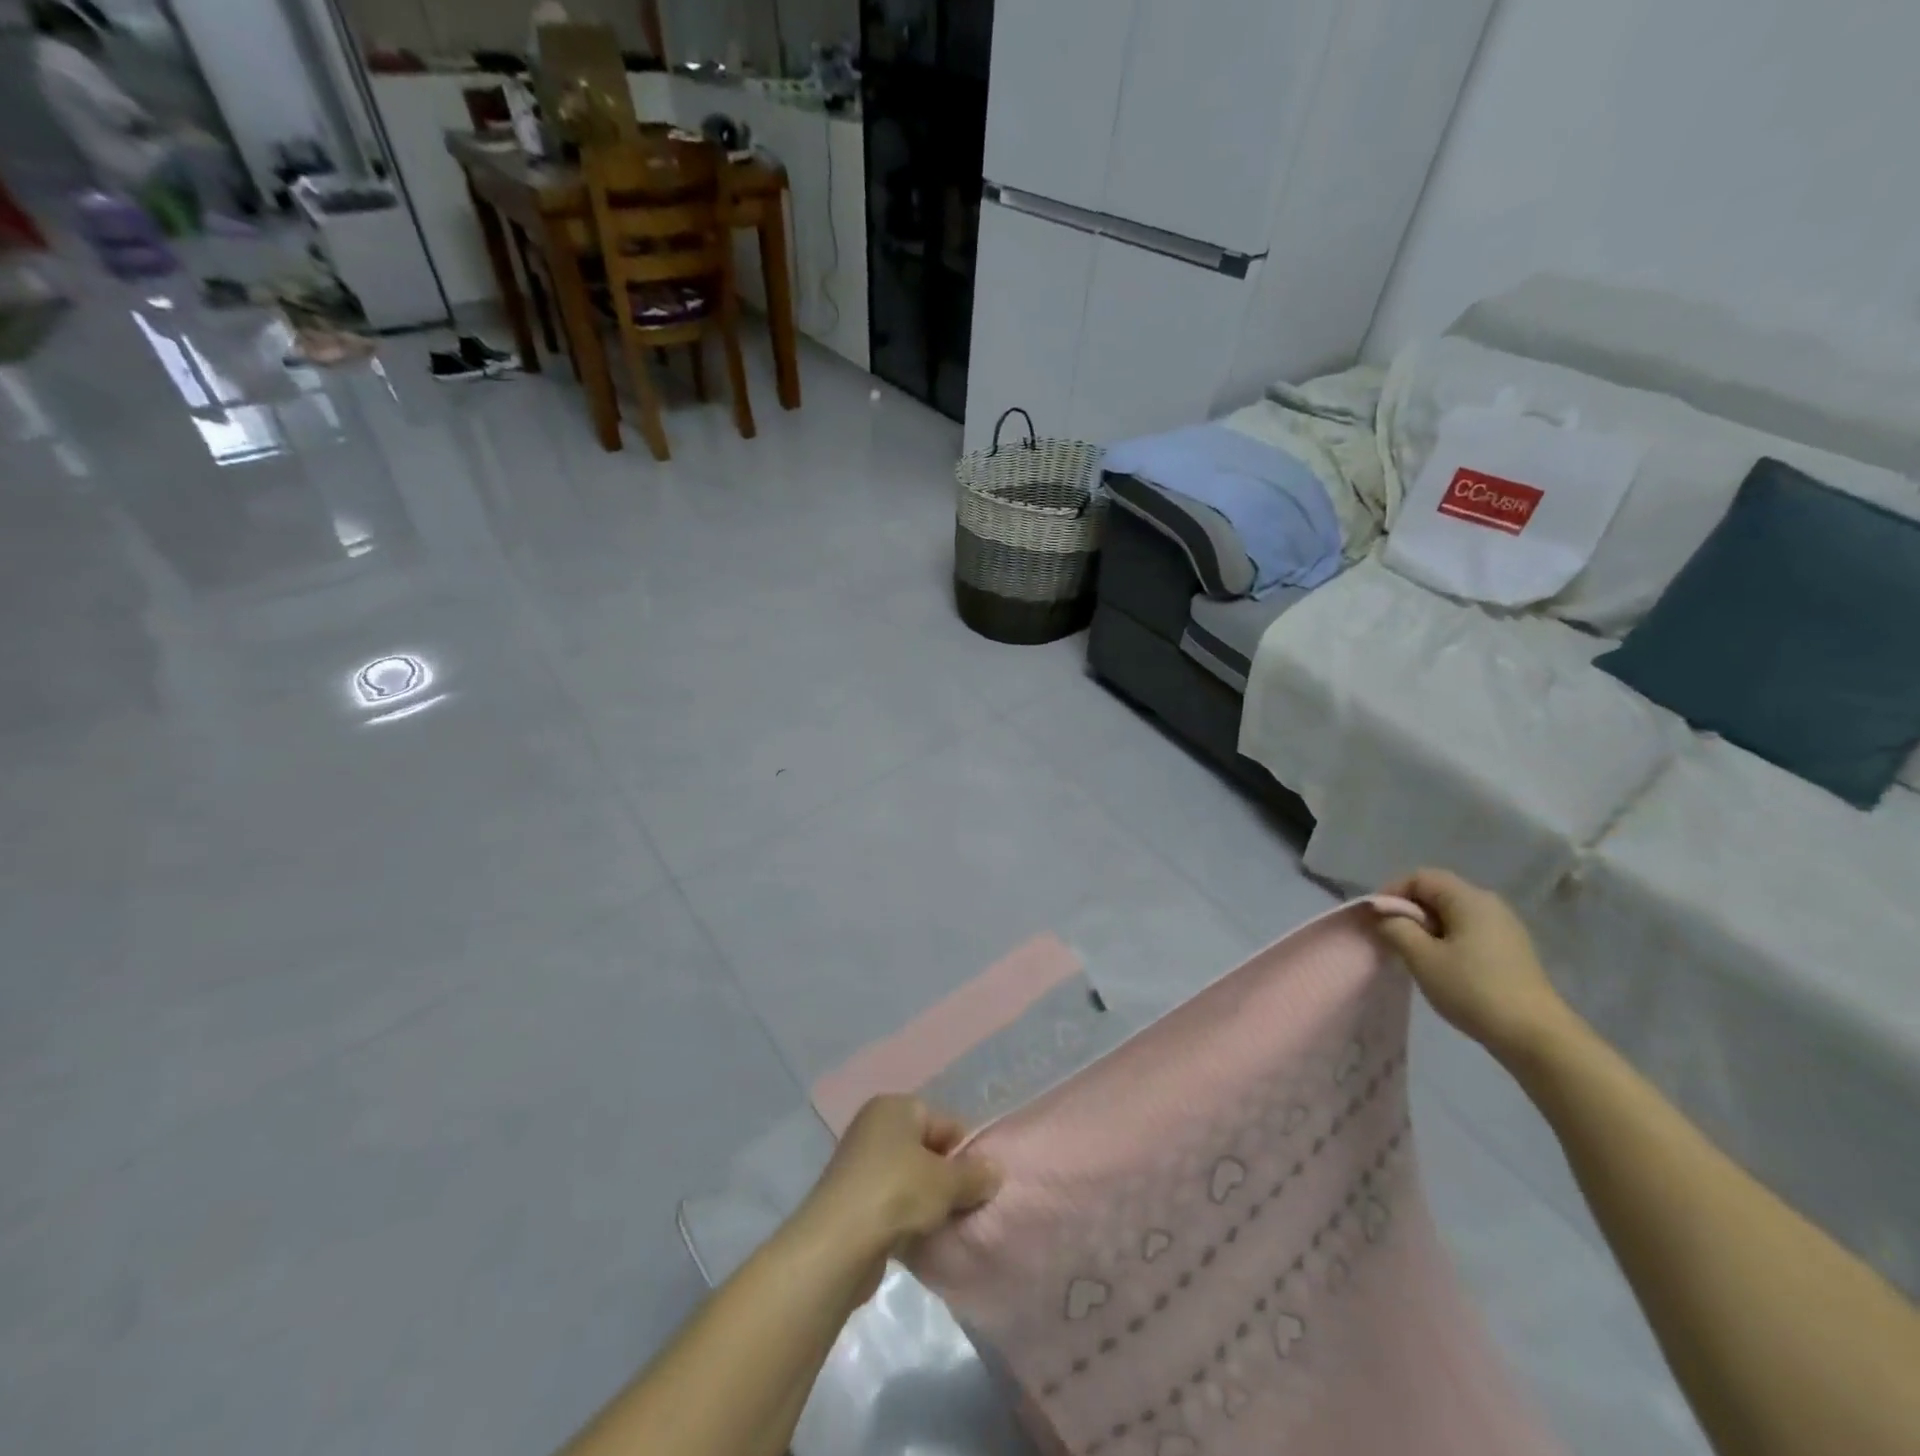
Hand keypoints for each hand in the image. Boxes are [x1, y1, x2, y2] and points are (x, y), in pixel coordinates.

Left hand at [796, 1096, 1000, 1277]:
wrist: (837, 1244)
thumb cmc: (896, 1193)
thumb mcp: (946, 1183)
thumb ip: (974, 1175)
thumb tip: (995, 1171)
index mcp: (895, 1107)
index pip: (945, 1122)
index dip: (966, 1153)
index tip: (978, 1185)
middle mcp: (875, 1126)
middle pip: (926, 1149)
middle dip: (947, 1178)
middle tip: (964, 1207)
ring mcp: (860, 1162)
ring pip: (909, 1178)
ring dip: (927, 1201)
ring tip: (942, 1225)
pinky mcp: (852, 1198)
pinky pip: (891, 1201)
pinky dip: (906, 1217)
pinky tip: (918, 1238)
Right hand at [1378, 869, 1578, 1065]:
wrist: (1535, 1036)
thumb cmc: (1473, 989)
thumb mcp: (1422, 957)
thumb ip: (1396, 927)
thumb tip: (1385, 915)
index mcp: (1469, 899)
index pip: (1420, 877)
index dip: (1392, 892)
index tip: (1376, 919)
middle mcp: (1489, 904)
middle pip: (1437, 892)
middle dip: (1408, 910)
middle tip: (1391, 938)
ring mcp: (1504, 928)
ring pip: (1452, 913)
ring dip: (1426, 927)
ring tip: (1413, 954)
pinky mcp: (1510, 950)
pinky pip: (1468, 931)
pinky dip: (1446, 939)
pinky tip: (1441, 966)